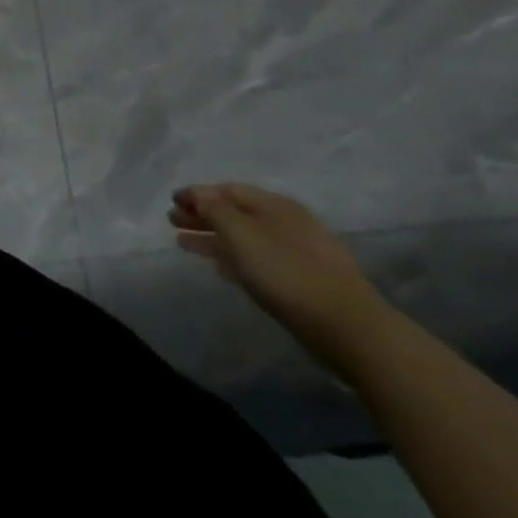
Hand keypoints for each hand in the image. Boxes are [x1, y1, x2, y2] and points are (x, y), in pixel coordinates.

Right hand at [169, 182, 392, 376]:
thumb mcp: (242, 234)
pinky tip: (218, 266)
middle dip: (203, 215)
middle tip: (173, 221)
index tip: (172, 201)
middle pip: (235, 213)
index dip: (197, 193)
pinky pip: (256, 259)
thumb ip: (215, 210)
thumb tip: (198, 195)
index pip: (228, 190)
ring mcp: (296, 252)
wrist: (346, 327)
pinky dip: (232, 257)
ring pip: (244, 238)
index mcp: (275, 205)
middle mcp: (286, 223)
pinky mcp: (300, 280)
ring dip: (213, 237)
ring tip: (184, 244)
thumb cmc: (286, 272)